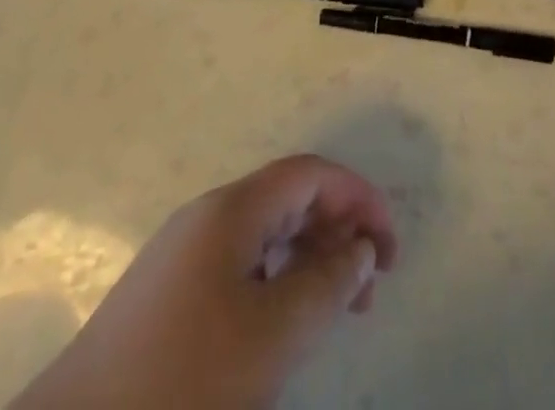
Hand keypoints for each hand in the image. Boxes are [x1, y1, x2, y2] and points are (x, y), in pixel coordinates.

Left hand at [12, 155, 396, 409]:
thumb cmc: (183, 380)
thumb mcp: (272, 336)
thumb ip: (327, 284)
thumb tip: (362, 247)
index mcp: (232, 209)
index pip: (311, 174)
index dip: (358, 198)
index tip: (390, 248)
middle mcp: (207, 217)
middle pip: (289, 200)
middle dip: (337, 232)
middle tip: (370, 290)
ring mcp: (181, 257)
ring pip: (264, 237)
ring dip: (309, 262)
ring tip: (336, 311)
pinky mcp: (164, 299)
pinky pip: (238, 270)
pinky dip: (275, 286)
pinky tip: (282, 329)